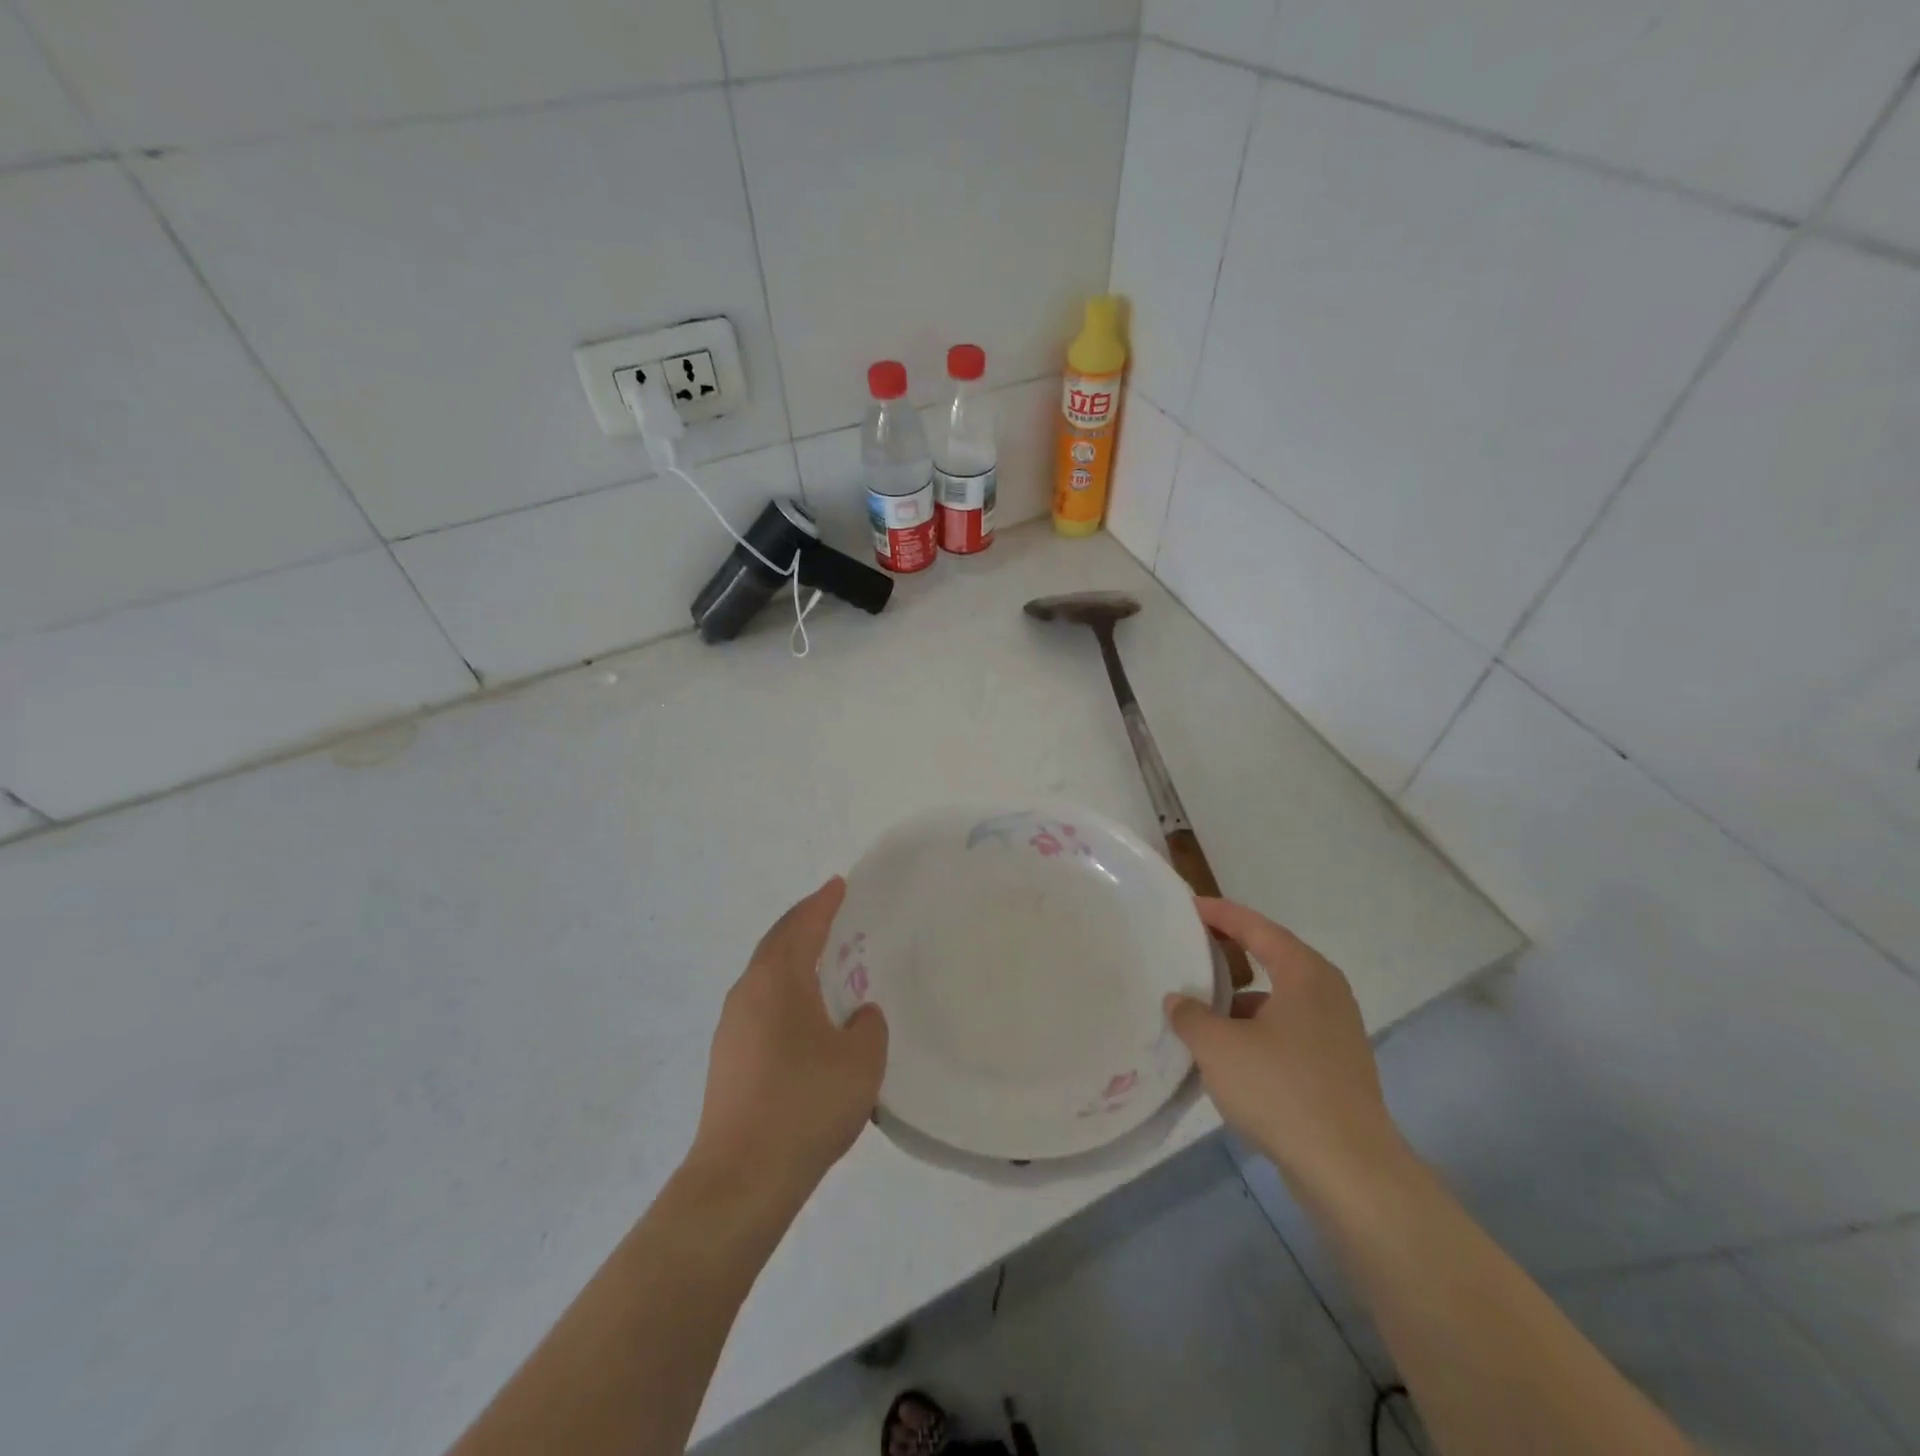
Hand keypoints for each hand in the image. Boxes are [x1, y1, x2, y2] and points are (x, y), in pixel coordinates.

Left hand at [688, 878, 887, 1204]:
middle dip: (803, 923)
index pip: (803, 926)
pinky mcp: (727, 1060)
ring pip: (765, 976)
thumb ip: (868, 1026)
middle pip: (777, 943)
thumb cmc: (805, 1104)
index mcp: (777, 980)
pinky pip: (760, 1005)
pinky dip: (784, 991)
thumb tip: (858, 1016)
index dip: (823, 903)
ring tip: (821, 961)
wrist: (741, 1179)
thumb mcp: (861, 1061)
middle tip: (830, 912)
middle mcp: (747, 994)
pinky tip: (803, 1015)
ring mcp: (731, 1028)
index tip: (839, 884)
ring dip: (792, 959)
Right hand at [1166, 897, 1409, 1203]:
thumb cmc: (1281, 1090)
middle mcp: (1326, 993)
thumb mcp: (1218, 1047)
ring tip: (1200, 1009)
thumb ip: (1191, 1016)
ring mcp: (1336, 1033)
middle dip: (1230, 953)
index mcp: (1304, 973)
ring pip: (1278, 1000)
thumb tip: (1179, 1002)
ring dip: (1240, 1000)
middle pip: (1272, 958)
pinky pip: (1286, 1032)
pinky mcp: (1336, 1068)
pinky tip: (1227, 1055)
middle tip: (1192, 948)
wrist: (1350, 1171)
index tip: (1189, 906)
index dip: (1221, 914)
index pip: (1256, 927)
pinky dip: (1255, 1031)